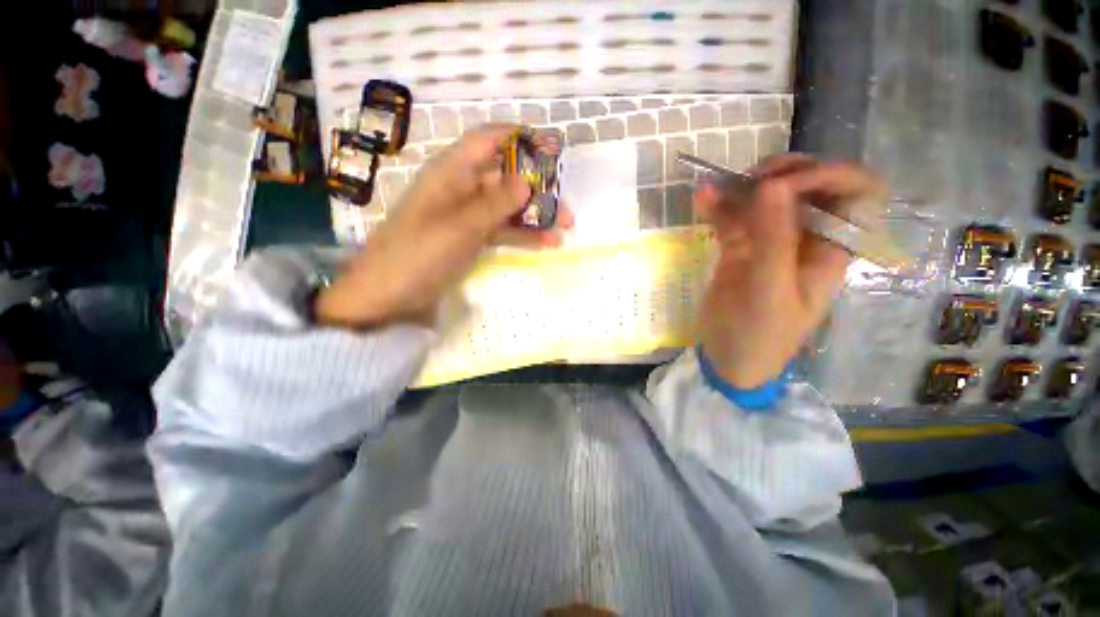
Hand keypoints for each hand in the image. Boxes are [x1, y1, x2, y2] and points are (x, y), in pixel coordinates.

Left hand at [315, 125, 572, 328]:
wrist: (390, 295)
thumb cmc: (420, 253)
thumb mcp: (461, 225)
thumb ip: (496, 202)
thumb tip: (528, 181)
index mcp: (452, 172)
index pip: (488, 141)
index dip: (519, 138)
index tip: (551, 148)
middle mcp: (462, 188)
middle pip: (505, 177)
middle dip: (538, 188)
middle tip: (566, 206)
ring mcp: (468, 216)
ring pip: (508, 206)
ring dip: (536, 215)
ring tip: (565, 228)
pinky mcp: (472, 239)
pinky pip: (503, 230)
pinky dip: (524, 235)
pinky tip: (547, 244)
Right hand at [695, 155, 885, 388]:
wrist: (729, 358)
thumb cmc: (760, 333)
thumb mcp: (769, 290)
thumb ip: (772, 238)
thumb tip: (771, 184)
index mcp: (831, 247)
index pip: (855, 192)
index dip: (828, 176)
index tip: (782, 185)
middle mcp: (807, 238)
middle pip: (811, 186)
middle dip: (784, 173)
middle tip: (752, 179)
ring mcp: (770, 242)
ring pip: (767, 199)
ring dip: (745, 186)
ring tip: (718, 185)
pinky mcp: (740, 249)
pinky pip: (734, 218)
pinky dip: (719, 206)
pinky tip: (701, 198)